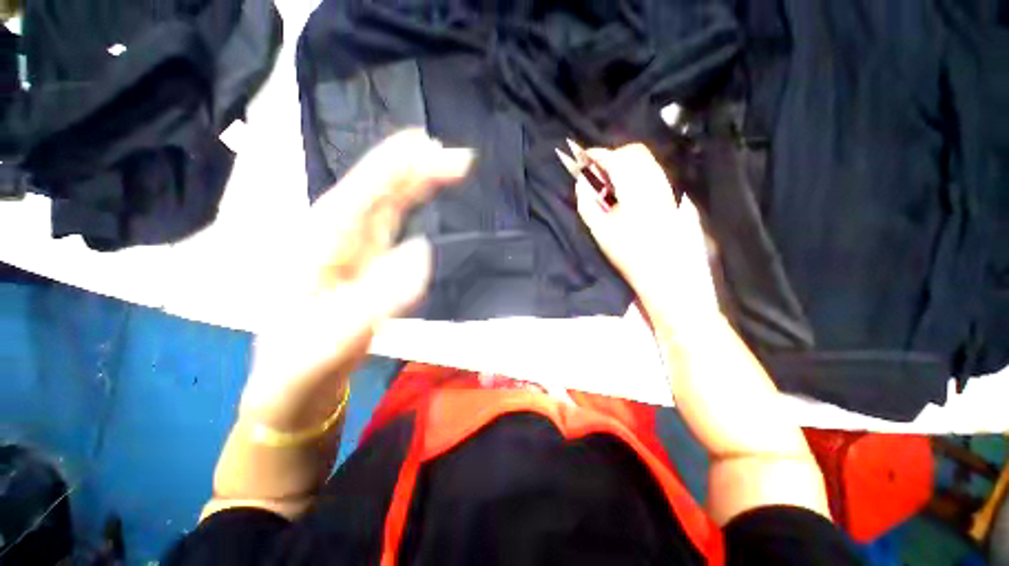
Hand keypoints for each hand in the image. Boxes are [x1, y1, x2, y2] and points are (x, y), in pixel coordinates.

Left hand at [240, 129, 473, 429]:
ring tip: (442, 163)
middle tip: (456, 156)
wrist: (292, 382)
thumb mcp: (334, 338)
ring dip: (414, 182)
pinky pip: (389, 225)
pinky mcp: (364, 263)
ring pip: (385, 204)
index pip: (362, 193)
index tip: (430, 146)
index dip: (396, 166)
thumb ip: (378, 298)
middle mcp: (334, 237)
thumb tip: (423, 252)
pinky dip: (408, 206)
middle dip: (414, 168)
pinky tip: (419, 197)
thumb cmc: (302, 362)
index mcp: (320, 245)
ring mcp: (351, 249)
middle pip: (377, 192)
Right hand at [573, 144, 717, 318]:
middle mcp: (654, 180)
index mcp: (634, 187)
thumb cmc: (628, 252)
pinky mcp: (670, 195)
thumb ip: (587, 202)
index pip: (614, 158)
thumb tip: (581, 183)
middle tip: (597, 174)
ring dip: (624, 164)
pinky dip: (635, 173)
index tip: (582, 158)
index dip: (596, 155)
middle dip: (612, 156)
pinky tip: (626, 193)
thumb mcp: (600, 229)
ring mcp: (665, 187)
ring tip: (610, 186)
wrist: (664, 269)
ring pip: (644, 160)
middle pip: (633, 152)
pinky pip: (651, 172)